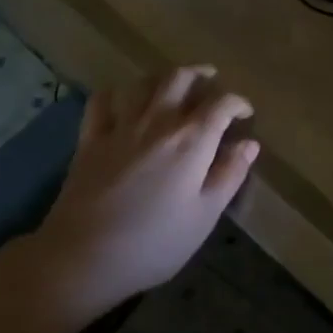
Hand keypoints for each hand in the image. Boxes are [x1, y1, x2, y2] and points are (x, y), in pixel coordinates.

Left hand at [31, 65, 258, 316]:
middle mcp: (158, 122)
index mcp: (191, 140)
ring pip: (143, 83)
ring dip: (162, 78)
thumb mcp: (205, 216)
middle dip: (201, 75)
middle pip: (180, 78)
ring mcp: (120, 127)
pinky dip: (117, 93)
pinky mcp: (90, 139)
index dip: (237, 103)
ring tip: (173, 87)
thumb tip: (249, 144)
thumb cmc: (154, 243)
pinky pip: (103, 101)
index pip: (221, 103)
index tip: (245, 114)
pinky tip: (125, 102)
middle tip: (212, 83)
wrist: (83, 257)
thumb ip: (229, 175)